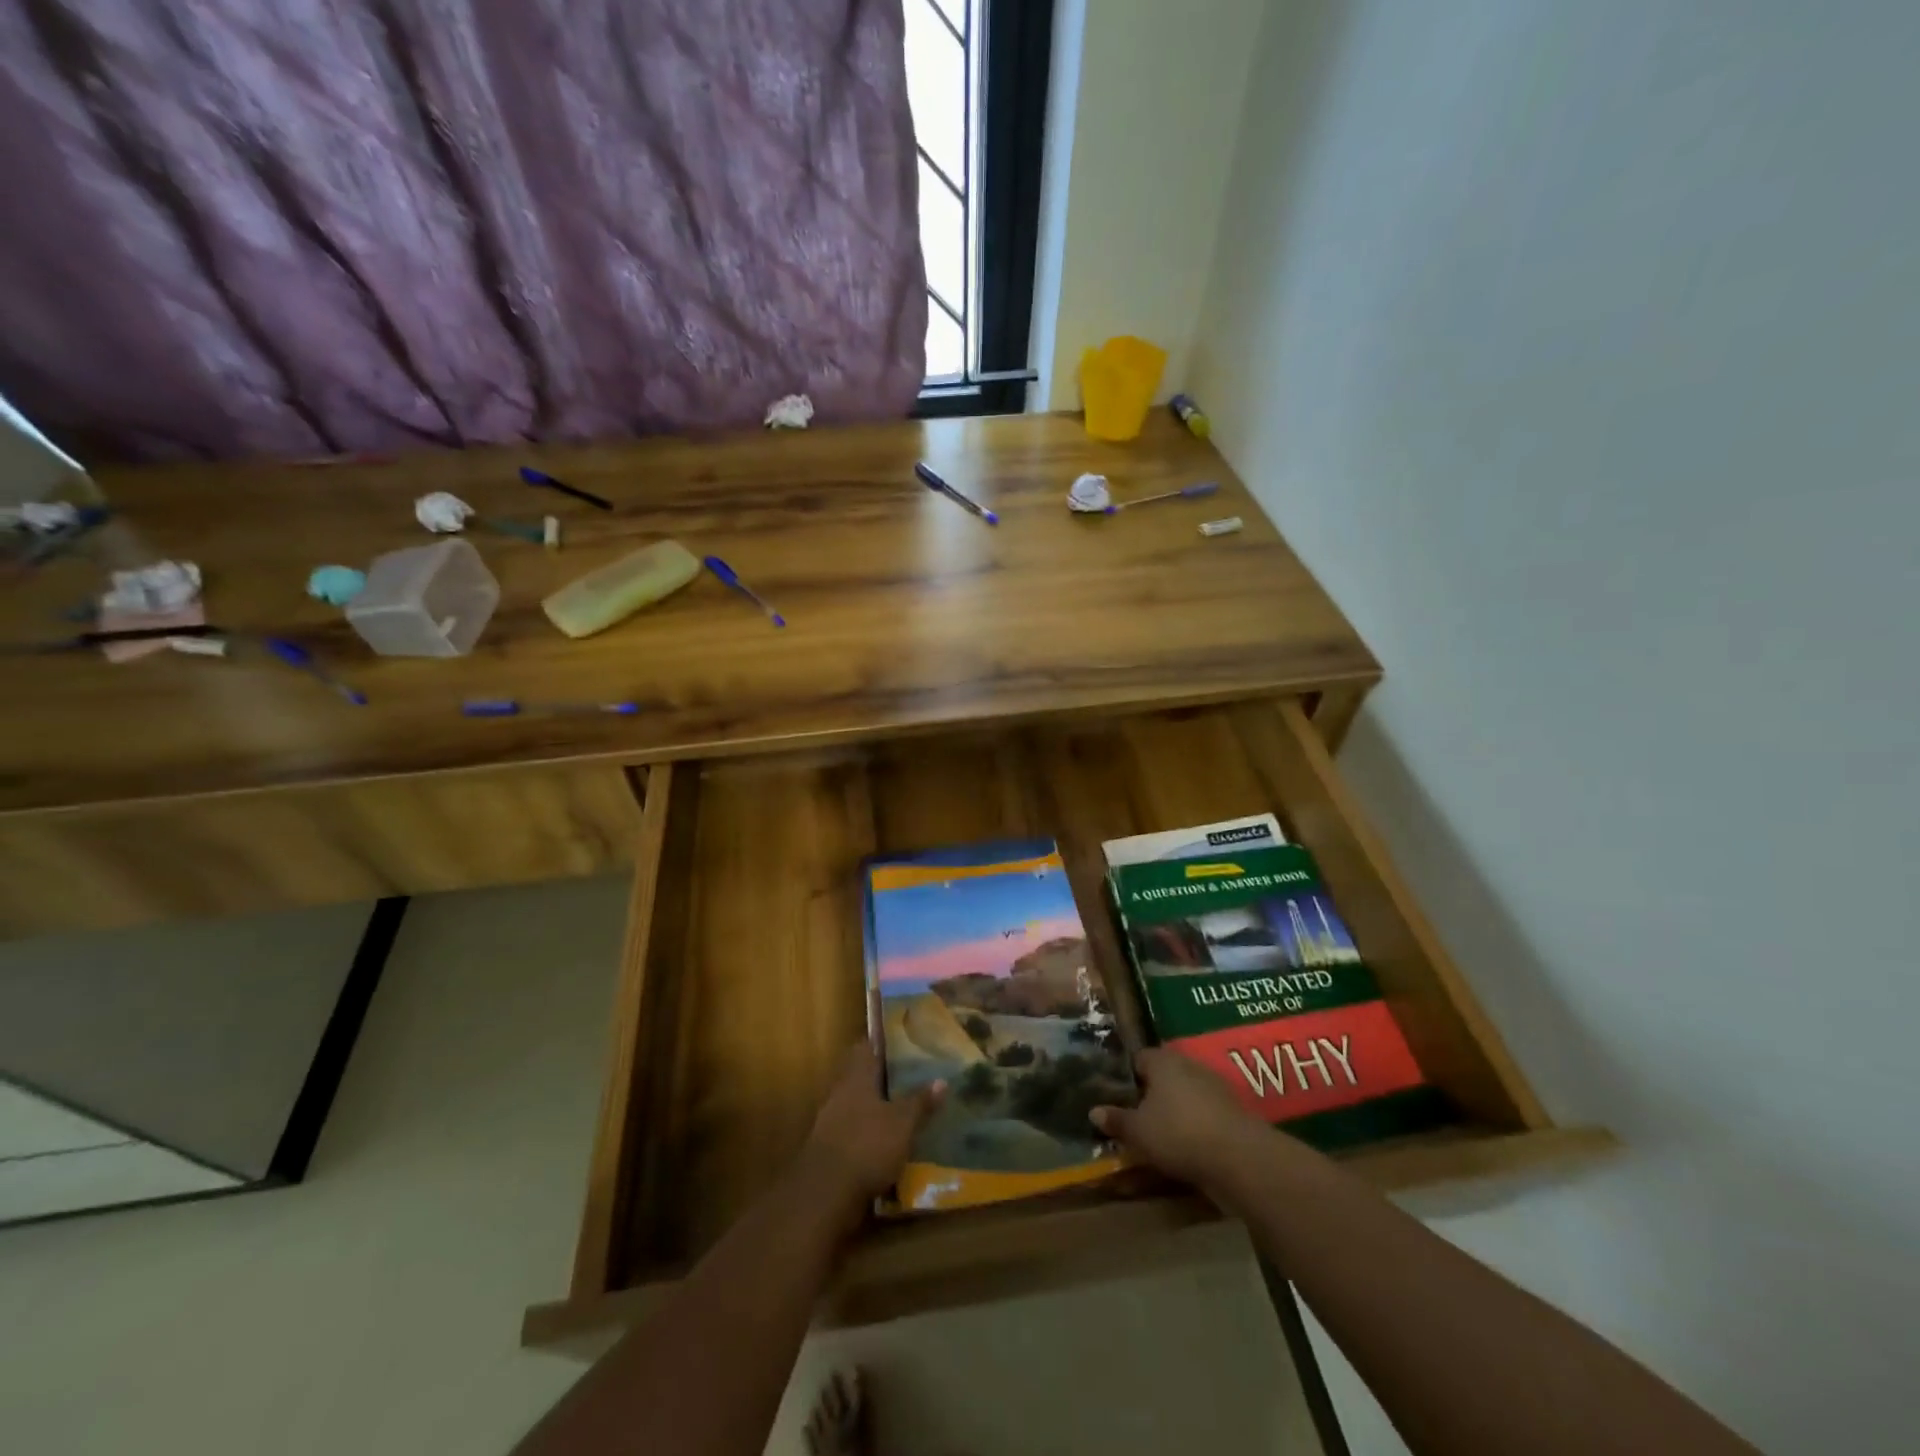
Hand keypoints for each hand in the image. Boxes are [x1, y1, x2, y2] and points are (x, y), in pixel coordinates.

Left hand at [799, 1043, 944, 1213]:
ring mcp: (831, 1121)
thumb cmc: (867, 1145)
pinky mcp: (830, 1149)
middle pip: (861, 1076)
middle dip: (882, 1077)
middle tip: (910, 1075)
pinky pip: (854, 1131)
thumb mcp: (902, 1123)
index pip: (866, 1048)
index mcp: (857, 1077)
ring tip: (904, 1109)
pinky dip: (870, 1133)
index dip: (881, 1042)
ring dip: (876, 1107)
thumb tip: (942, 1080)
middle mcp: (840, 1093)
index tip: (900, 1040)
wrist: (826, 1193)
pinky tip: (888, 1142)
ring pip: (857, 1104)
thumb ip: (920, 1102)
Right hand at [1090, 1047, 1266, 1189]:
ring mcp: (1214, 1085)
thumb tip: (1093, 1111)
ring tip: (1162, 1133)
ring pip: (1186, 1093)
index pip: (1139, 1059)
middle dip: (1152, 1093)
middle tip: (1138, 1116)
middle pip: (1164, 1074)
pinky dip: (1196, 1124)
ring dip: (1176, 1109)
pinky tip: (1188, 1144)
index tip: (1119, 1097)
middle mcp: (1188, 1064)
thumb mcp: (1138, 1132)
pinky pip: (1205, 1112)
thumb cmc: (1178, 1133)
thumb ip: (1116, 1120)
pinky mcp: (1232, 1109)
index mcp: (1162, 1060)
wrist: (1238, 1157)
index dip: (1128, 1077)